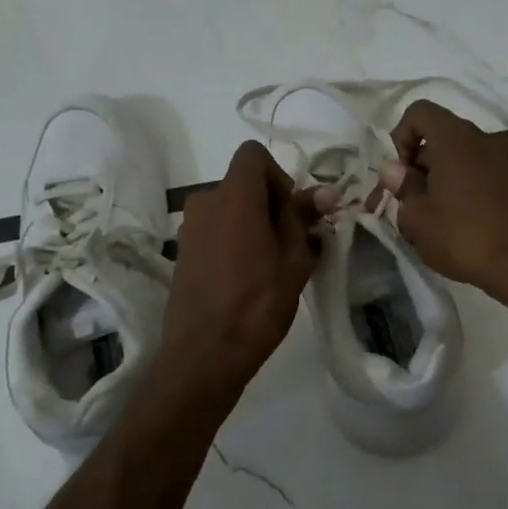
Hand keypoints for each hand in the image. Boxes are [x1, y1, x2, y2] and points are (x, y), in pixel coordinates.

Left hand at [161, 141, 319, 396]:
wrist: (205, 354)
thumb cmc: (258, 304)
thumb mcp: (295, 260)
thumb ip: (305, 219)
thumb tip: (324, 192)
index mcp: (234, 196)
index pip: (253, 154)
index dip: (278, 175)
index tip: (291, 212)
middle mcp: (204, 201)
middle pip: (242, 183)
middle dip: (269, 204)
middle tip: (290, 243)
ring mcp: (189, 228)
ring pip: (229, 209)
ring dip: (252, 224)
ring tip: (270, 265)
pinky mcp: (182, 252)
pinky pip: (214, 230)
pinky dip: (233, 240)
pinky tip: (245, 278)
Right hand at [379, 99, 507, 300]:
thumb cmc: (466, 238)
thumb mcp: (419, 220)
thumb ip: (404, 189)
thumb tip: (395, 170)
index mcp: (455, 139)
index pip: (419, 112)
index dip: (401, 137)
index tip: (401, 175)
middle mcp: (484, 139)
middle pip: (442, 136)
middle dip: (421, 165)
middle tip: (413, 205)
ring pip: (463, 158)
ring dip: (444, 180)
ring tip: (437, 220)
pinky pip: (484, 174)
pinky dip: (468, 189)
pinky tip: (465, 226)